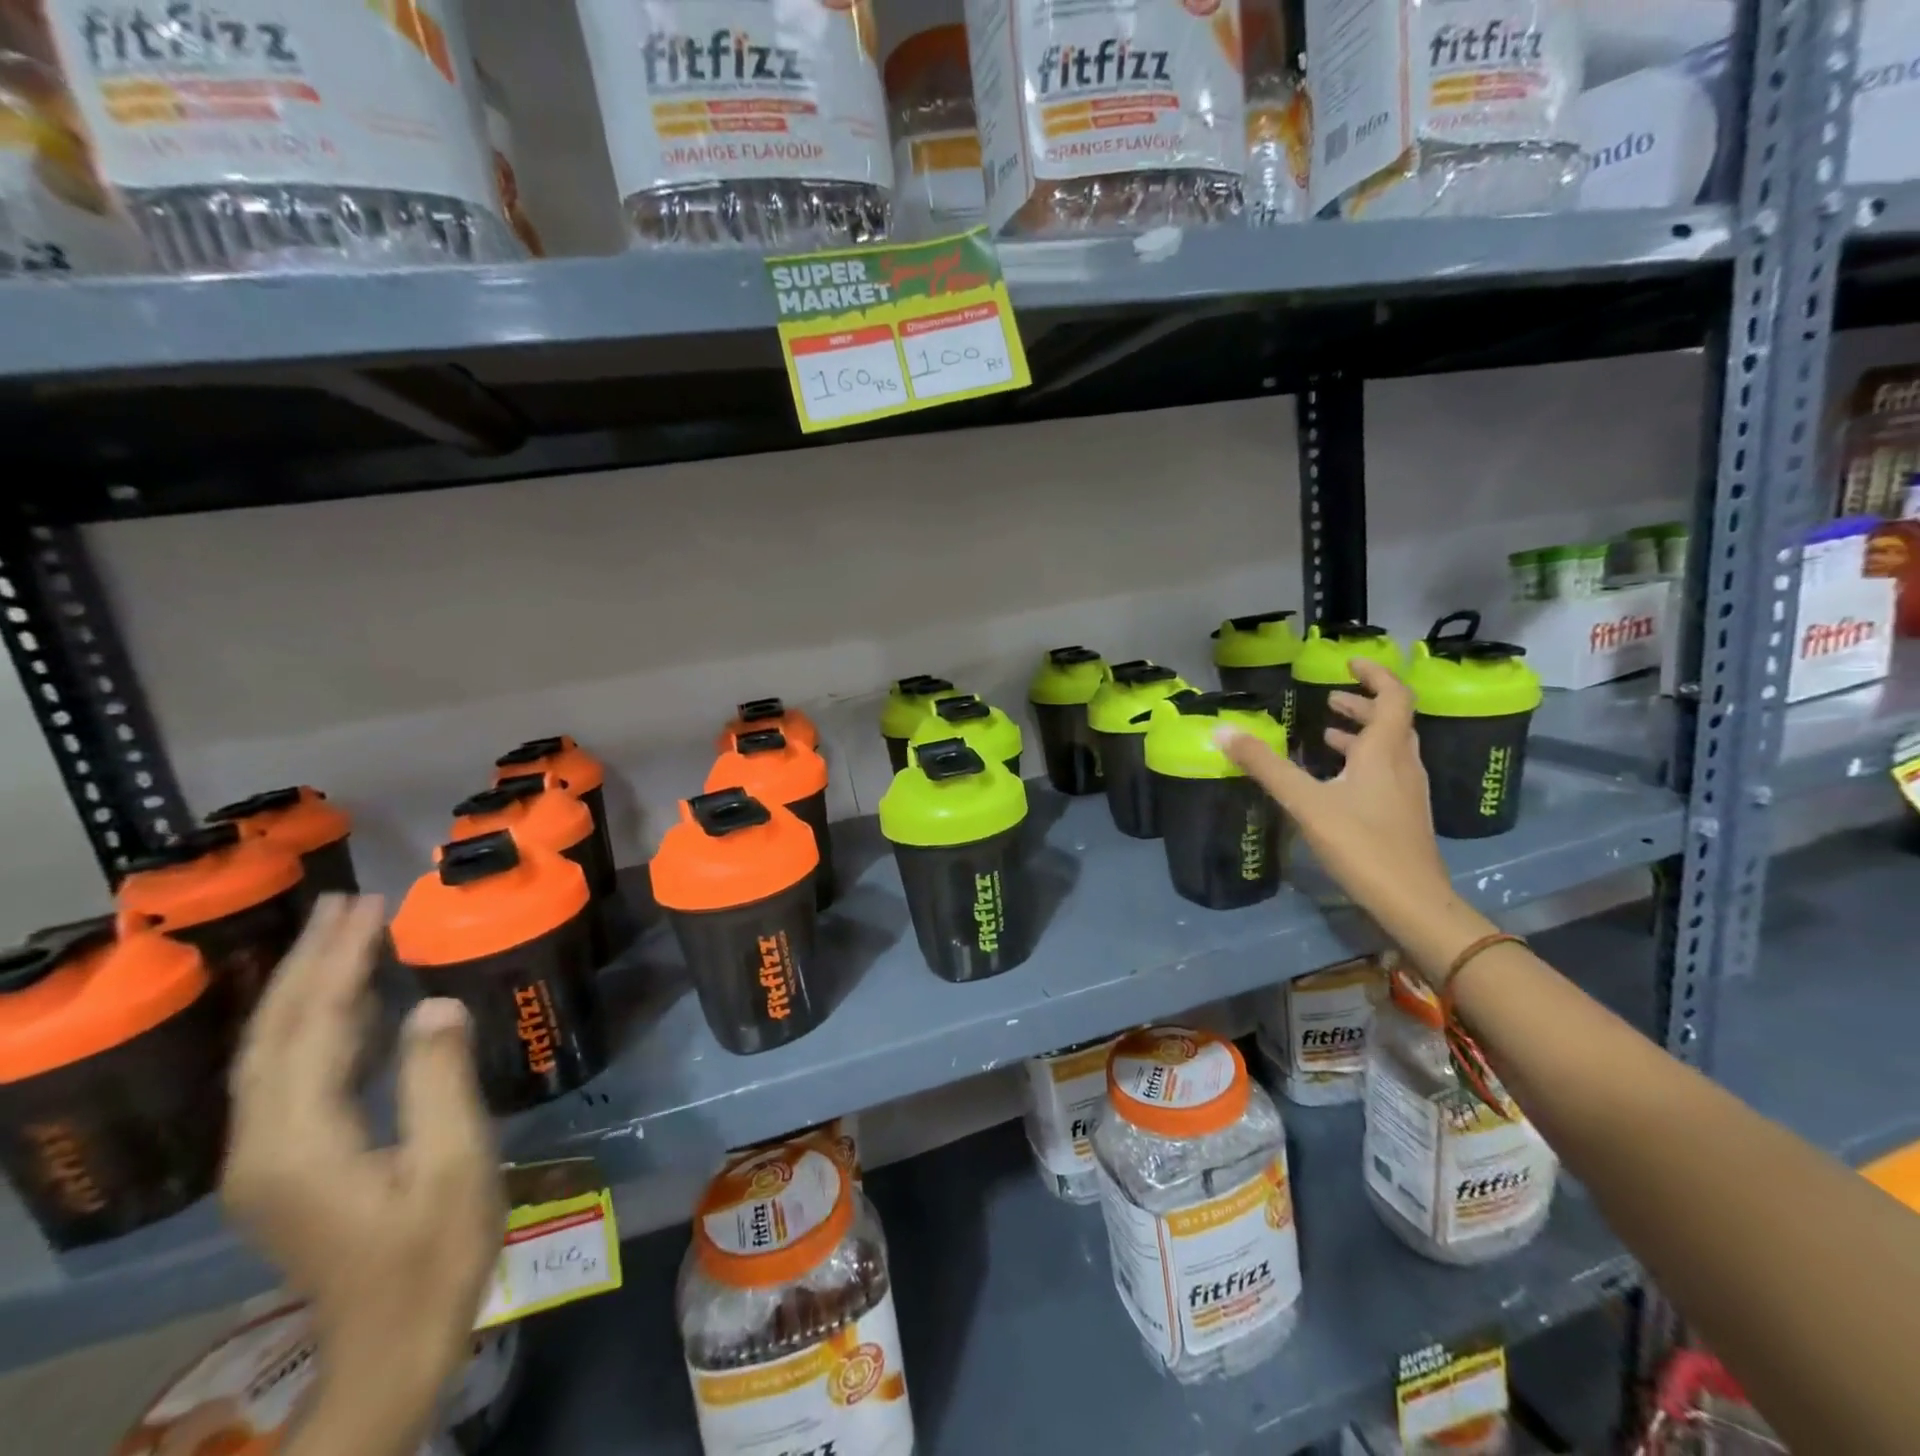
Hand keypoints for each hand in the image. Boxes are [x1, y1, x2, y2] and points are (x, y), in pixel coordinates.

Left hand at [223, 896, 504, 1451]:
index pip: (314, 1028)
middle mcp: (261, 1145)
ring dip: (305, 988)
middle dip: (309, 962)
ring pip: (272, 1053)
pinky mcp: (282, 1168)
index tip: (371, 906)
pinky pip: (287, 1076)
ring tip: (343, 935)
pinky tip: (349, 1008)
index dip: (341, 961)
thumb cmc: (434, 1253)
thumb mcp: (454, 1164)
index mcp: (299, 1142)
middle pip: (274, 1034)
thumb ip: (438, 1079)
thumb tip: (433, 1002)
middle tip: (347, 901)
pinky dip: (313, 1026)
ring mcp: (264, 1160)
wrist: (390, 1346)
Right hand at [1218, 659, 1494, 981]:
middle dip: (1362, 704)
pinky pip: (1385, 773)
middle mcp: (1402, 764)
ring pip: (1389, 749)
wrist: (1413, 901)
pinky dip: (1362, 762)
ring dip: (1362, 734)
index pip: (1394, 696)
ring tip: (1327, 734)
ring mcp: (1407, 792)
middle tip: (1330, 700)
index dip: (1375, 674)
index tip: (1348, 663)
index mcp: (1384, 751)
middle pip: (1392, 721)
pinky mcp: (1403, 816)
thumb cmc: (1361, 844)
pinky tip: (1337, 782)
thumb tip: (1222, 731)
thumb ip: (1265, 766)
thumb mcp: (1305, 802)